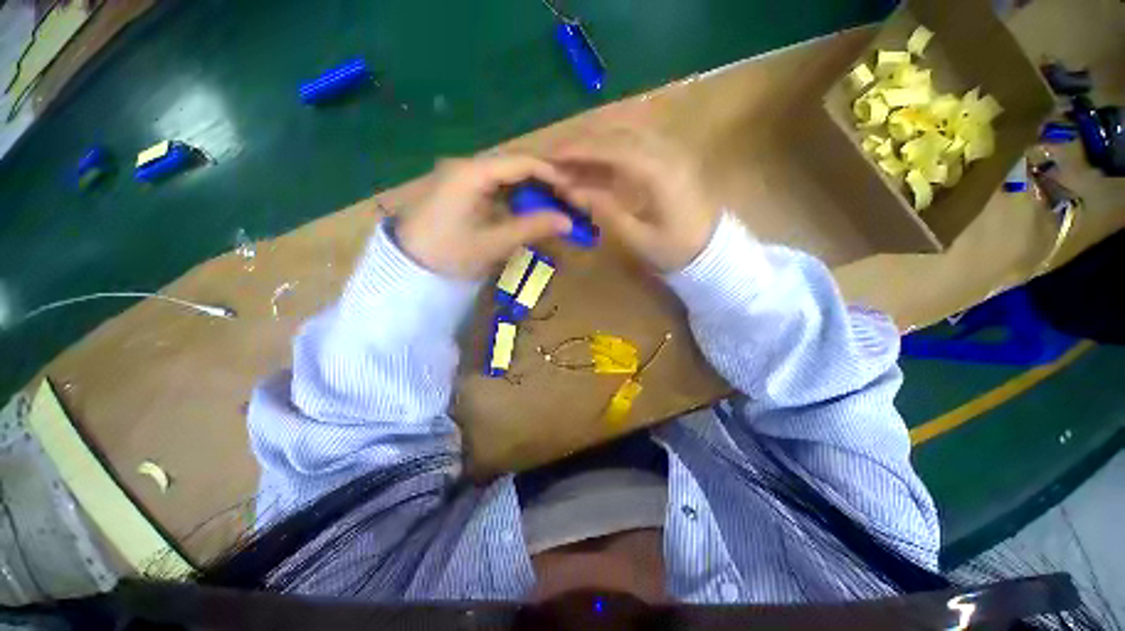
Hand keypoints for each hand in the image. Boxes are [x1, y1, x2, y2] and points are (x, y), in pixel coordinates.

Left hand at [397, 156, 574, 278]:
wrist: (407, 264)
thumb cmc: (448, 253)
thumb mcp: (494, 243)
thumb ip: (532, 228)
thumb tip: (568, 222)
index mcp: (473, 172)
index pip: (522, 162)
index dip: (552, 174)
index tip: (574, 192)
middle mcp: (468, 166)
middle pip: (516, 166)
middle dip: (545, 183)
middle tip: (568, 202)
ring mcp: (463, 177)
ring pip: (508, 176)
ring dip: (532, 191)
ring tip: (555, 208)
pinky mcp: (462, 190)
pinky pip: (497, 187)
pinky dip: (517, 198)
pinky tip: (530, 211)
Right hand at [551, 128, 717, 271]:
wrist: (710, 249)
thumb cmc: (675, 249)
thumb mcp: (637, 237)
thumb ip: (604, 209)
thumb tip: (569, 190)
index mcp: (660, 172)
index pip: (613, 148)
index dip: (579, 149)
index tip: (552, 155)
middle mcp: (666, 151)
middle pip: (618, 133)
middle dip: (582, 141)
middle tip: (553, 155)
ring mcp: (669, 150)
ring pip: (625, 133)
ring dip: (594, 142)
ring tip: (568, 158)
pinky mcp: (668, 156)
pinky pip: (634, 142)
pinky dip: (609, 149)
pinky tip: (593, 162)